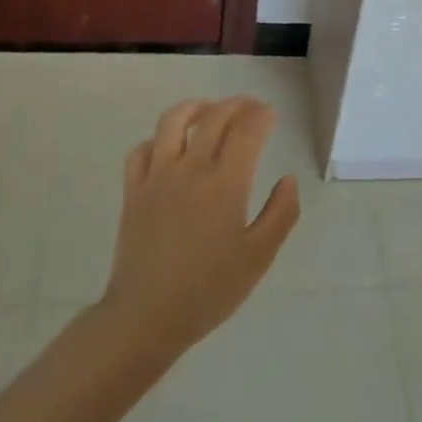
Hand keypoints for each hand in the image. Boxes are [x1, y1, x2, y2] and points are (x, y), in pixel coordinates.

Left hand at [99, 98, 299, 360]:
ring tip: (209, 110)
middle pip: (214, 116)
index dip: (261, 116)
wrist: (146, 316)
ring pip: (173, 121)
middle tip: (250, 108)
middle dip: (236, 105)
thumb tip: (288, 179)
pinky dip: (159, 138)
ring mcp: (157, 176)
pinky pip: (142, 149)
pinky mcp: (133, 191)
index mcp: (225, 184)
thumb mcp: (258, 257)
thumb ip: (281, 214)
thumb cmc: (209, 290)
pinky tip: (169, 146)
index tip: (271, 115)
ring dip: (195, 107)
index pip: (247, 130)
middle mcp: (190, 169)